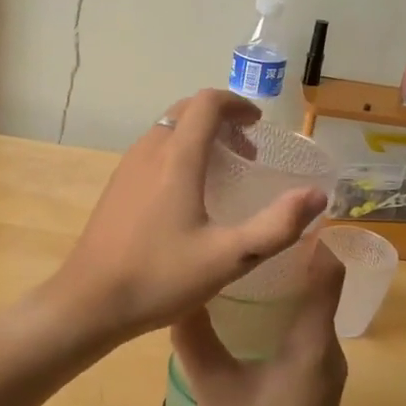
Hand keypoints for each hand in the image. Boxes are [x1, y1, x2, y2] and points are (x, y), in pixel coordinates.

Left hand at [46, 90, 327, 345]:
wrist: (89, 302)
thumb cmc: (160, 278)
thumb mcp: (229, 258)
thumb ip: (277, 226)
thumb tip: (316, 196)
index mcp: (177, 158)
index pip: (207, 103)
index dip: (237, 104)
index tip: (258, 126)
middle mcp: (150, 150)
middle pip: (186, 110)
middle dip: (221, 119)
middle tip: (247, 151)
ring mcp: (128, 166)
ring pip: (168, 129)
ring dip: (199, 135)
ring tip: (223, 172)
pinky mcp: (117, 185)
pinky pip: (153, 149)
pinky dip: (179, 151)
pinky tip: (188, 194)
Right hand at [169, 244, 347, 405]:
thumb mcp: (214, 387)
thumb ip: (196, 338)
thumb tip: (178, 295)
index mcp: (313, 342)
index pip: (329, 273)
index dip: (315, 240)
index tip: (285, 215)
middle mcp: (329, 350)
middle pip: (321, 288)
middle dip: (291, 259)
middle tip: (250, 236)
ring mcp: (327, 372)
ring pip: (313, 313)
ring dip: (287, 289)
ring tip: (245, 269)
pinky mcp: (317, 388)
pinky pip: (308, 335)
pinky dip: (286, 316)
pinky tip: (251, 319)